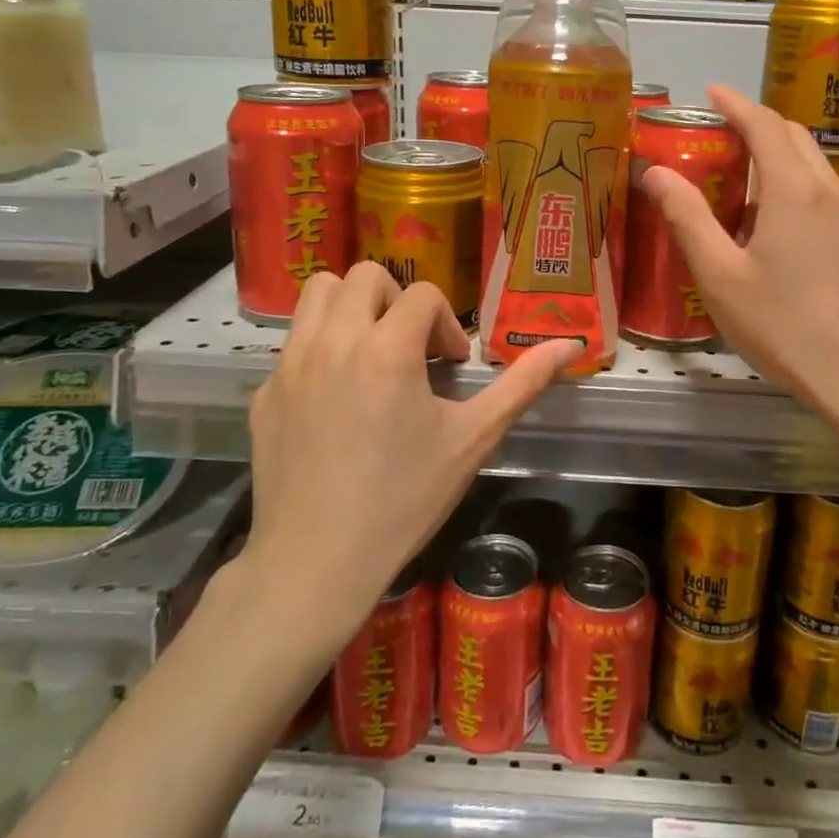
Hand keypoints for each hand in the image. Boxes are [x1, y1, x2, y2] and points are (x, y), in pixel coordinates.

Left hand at [238, 264, 577, 624]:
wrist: (317, 562)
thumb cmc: (405, 499)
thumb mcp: (473, 439)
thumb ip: (523, 383)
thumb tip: (573, 344)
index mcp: (388, 348)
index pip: (424, 295)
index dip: (446, 325)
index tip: (450, 368)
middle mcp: (334, 340)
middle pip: (366, 275)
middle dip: (398, 300)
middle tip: (411, 348)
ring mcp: (291, 364)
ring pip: (319, 292)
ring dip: (352, 306)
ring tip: (371, 352)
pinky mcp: (265, 391)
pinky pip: (293, 342)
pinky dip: (320, 348)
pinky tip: (336, 399)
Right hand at [642, 86, 838, 425]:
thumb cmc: (784, 326)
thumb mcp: (720, 276)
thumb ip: (687, 219)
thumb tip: (655, 172)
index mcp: (793, 190)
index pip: (764, 124)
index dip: (735, 103)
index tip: (710, 92)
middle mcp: (829, 192)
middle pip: (794, 138)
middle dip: (757, 126)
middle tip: (719, 137)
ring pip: (814, 168)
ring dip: (778, 159)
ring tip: (740, 186)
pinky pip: (825, 198)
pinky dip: (796, 189)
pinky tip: (775, 230)